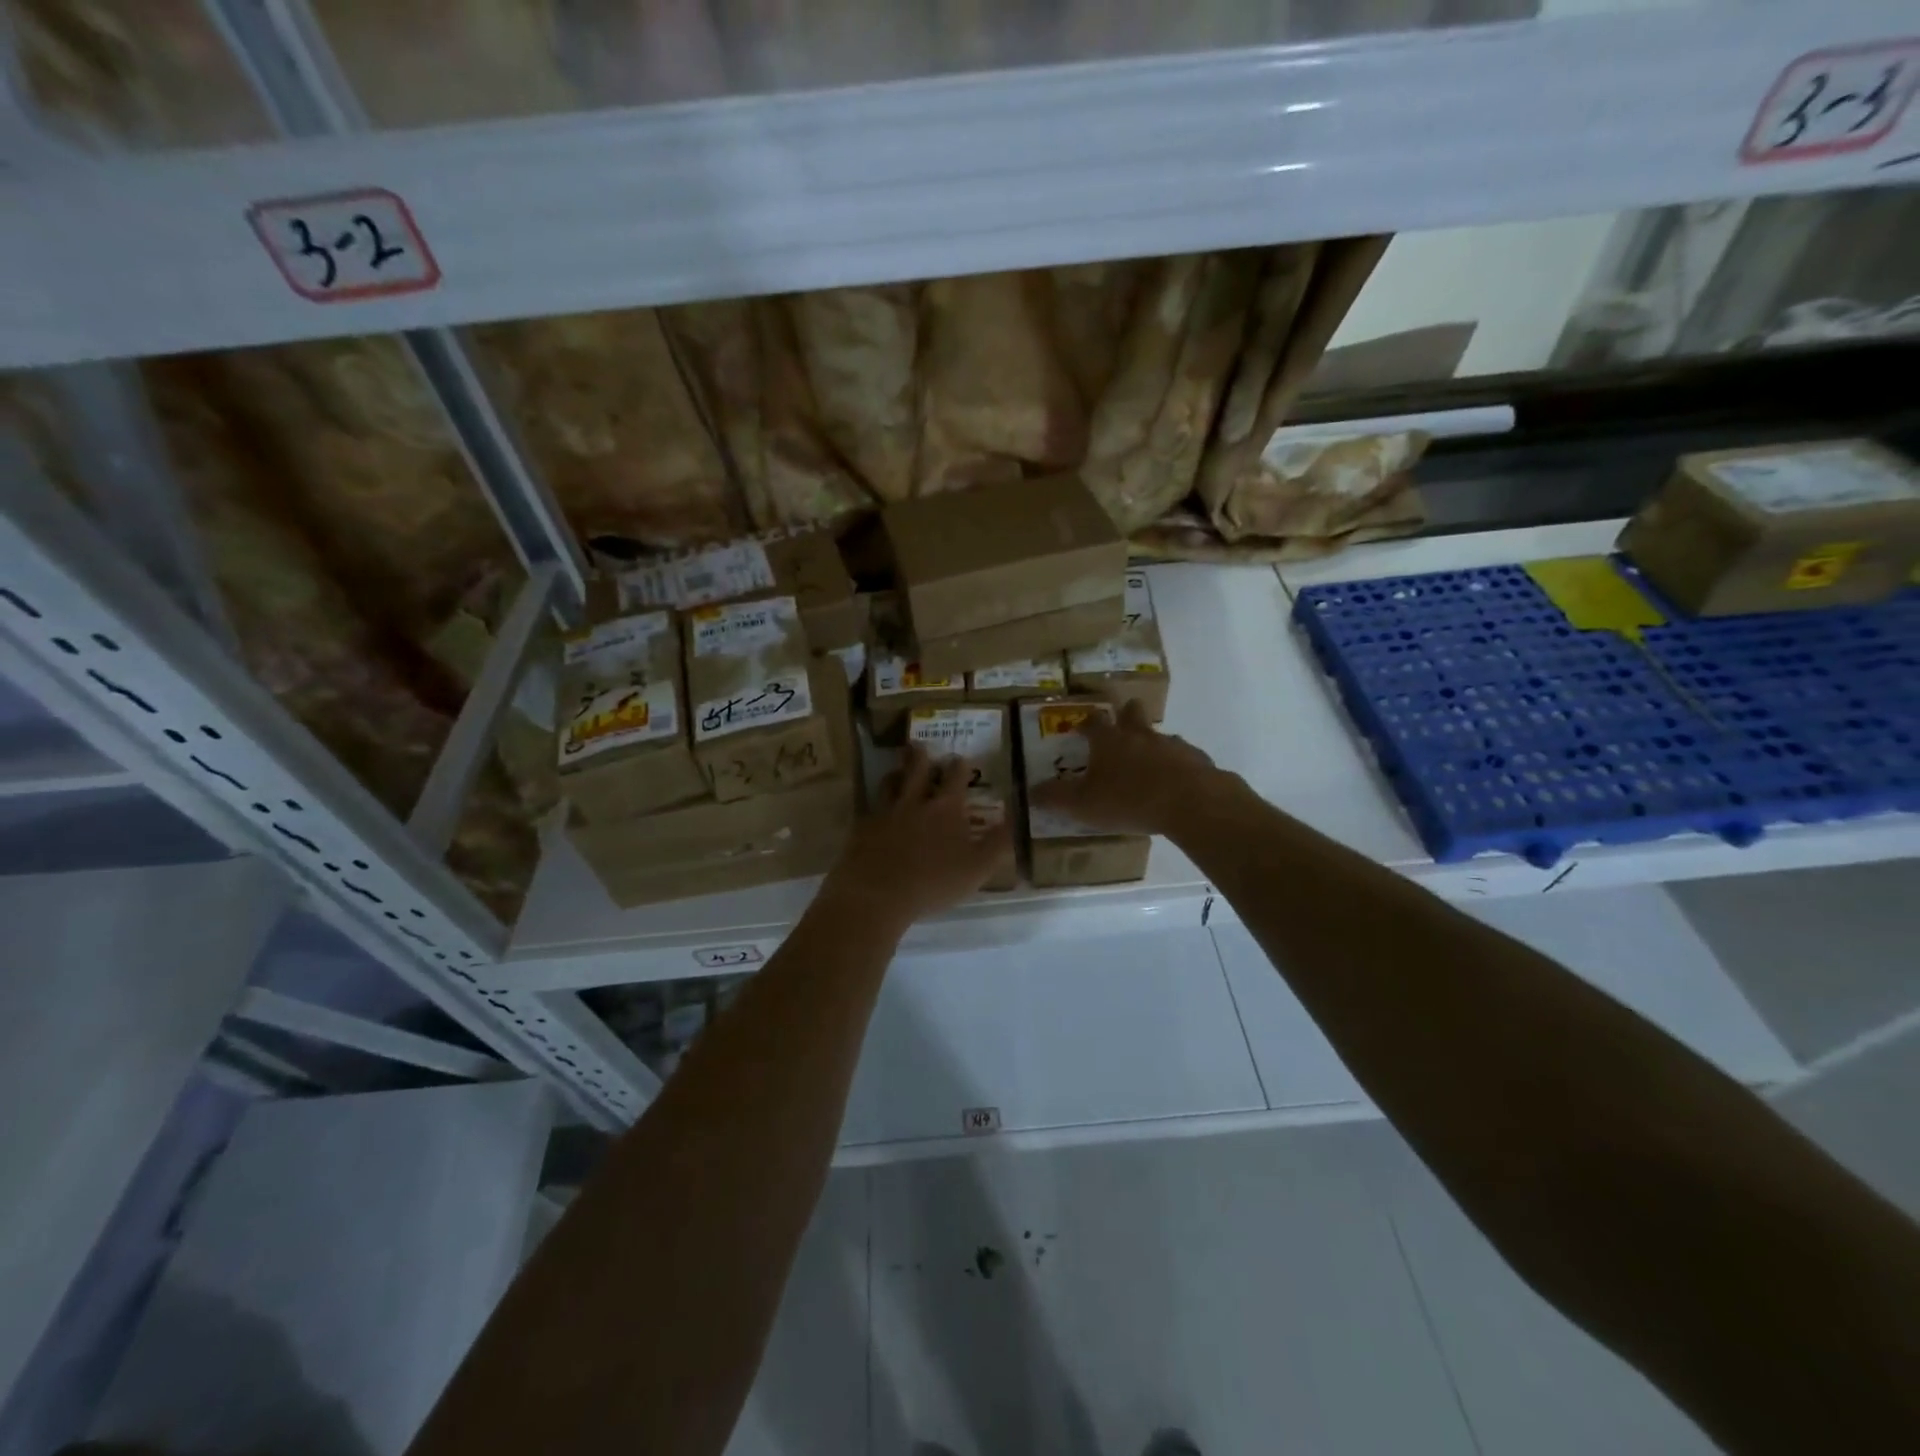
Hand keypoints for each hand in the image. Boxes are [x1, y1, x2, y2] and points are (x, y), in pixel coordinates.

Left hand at [819, 743, 1014, 933]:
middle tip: (920, 745)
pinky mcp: (862, 827)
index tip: (961, 758)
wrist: (877, 894)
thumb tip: (1016, 818)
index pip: (955, 777)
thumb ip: (998, 843)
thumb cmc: (934, 882)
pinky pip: (869, 808)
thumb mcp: (978, 867)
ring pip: (890, 784)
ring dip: (896, 774)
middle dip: (921, 756)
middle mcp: (914, 802)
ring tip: (897, 771)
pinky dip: (874, 804)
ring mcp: (885, 812)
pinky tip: (874, 809)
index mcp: (945, 808)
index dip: (959, 766)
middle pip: (917, 770)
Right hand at [1030, 699, 1224, 835]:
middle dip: (1126, 714)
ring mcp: (1172, 745)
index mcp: (1109, 741)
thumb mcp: (1083, 804)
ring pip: (1160, 736)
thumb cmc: (1129, 800)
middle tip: (1122, 721)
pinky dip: (1178, 766)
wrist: (1191, 802)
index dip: (1086, 723)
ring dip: (1153, 744)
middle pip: (1132, 714)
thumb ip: (1056, 798)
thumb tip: (1029, 792)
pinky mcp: (1197, 760)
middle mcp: (1140, 735)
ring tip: (1149, 762)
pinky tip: (1177, 783)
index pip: (1093, 722)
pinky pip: (1184, 758)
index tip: (1081, 727)